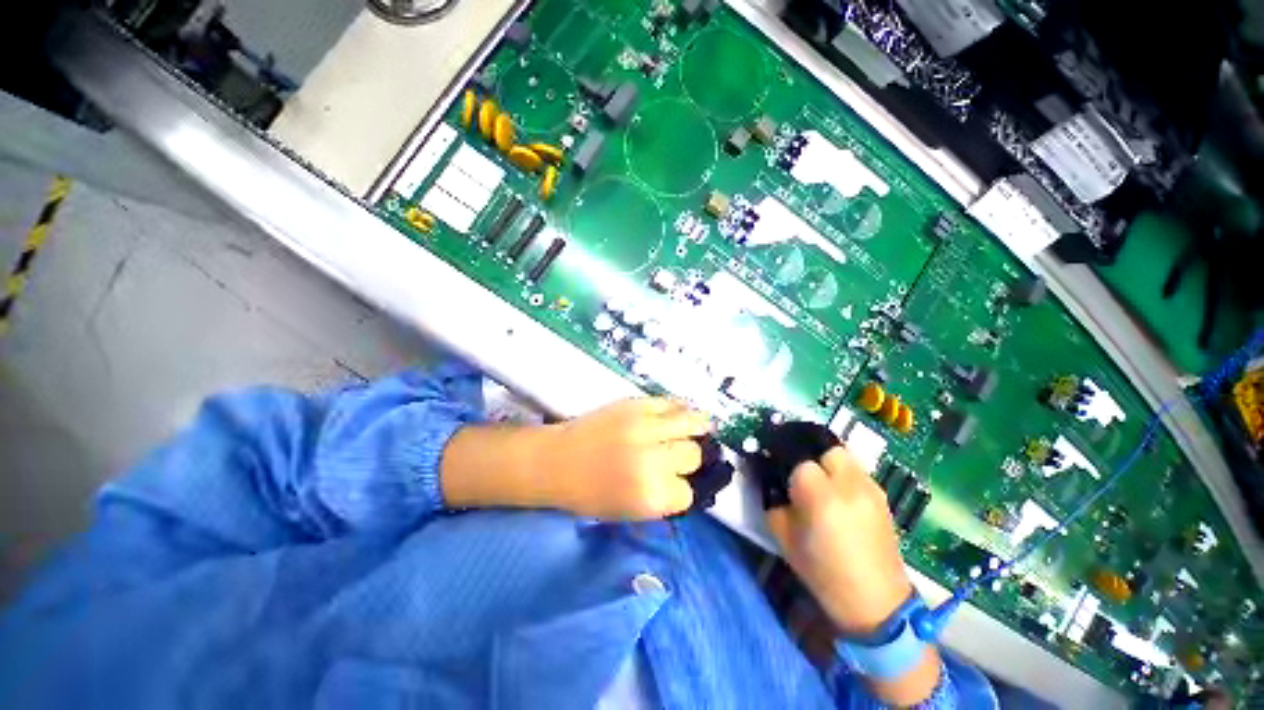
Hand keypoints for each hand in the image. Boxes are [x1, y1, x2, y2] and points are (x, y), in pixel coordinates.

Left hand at [532, 398, 711, 518]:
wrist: (554, 461)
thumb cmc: (586, 493)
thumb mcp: (627, 511)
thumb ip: (661, 499)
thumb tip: (687, 484)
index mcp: (650, 496)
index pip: (688, 493)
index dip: (683, 489)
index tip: (677, 484)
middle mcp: (653, 461)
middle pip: (692, 455)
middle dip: (688, 458)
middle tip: (680, 455)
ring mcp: (645, 427)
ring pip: (689, 424)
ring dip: (697, 426)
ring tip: (702, 425)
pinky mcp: (635, 405)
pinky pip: (669, 403)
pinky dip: (679, 408)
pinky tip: (682, 411)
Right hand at [768, 447, 940, 704]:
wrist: (876, 603)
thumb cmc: (822, 573)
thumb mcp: (782, 535)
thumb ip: (772, 498)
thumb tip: (767, 476)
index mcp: (820, 496)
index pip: (798, 460)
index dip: (785, 466)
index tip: (777, 474)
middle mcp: (848, 484)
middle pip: (824, 447)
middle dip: (808, 455)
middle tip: (798, 473)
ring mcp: (870, 488)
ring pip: (842, 454)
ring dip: (826, 461)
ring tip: (818, 481)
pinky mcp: (883, 496)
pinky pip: (856, 470)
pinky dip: (842, 473)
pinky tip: (838, 493)